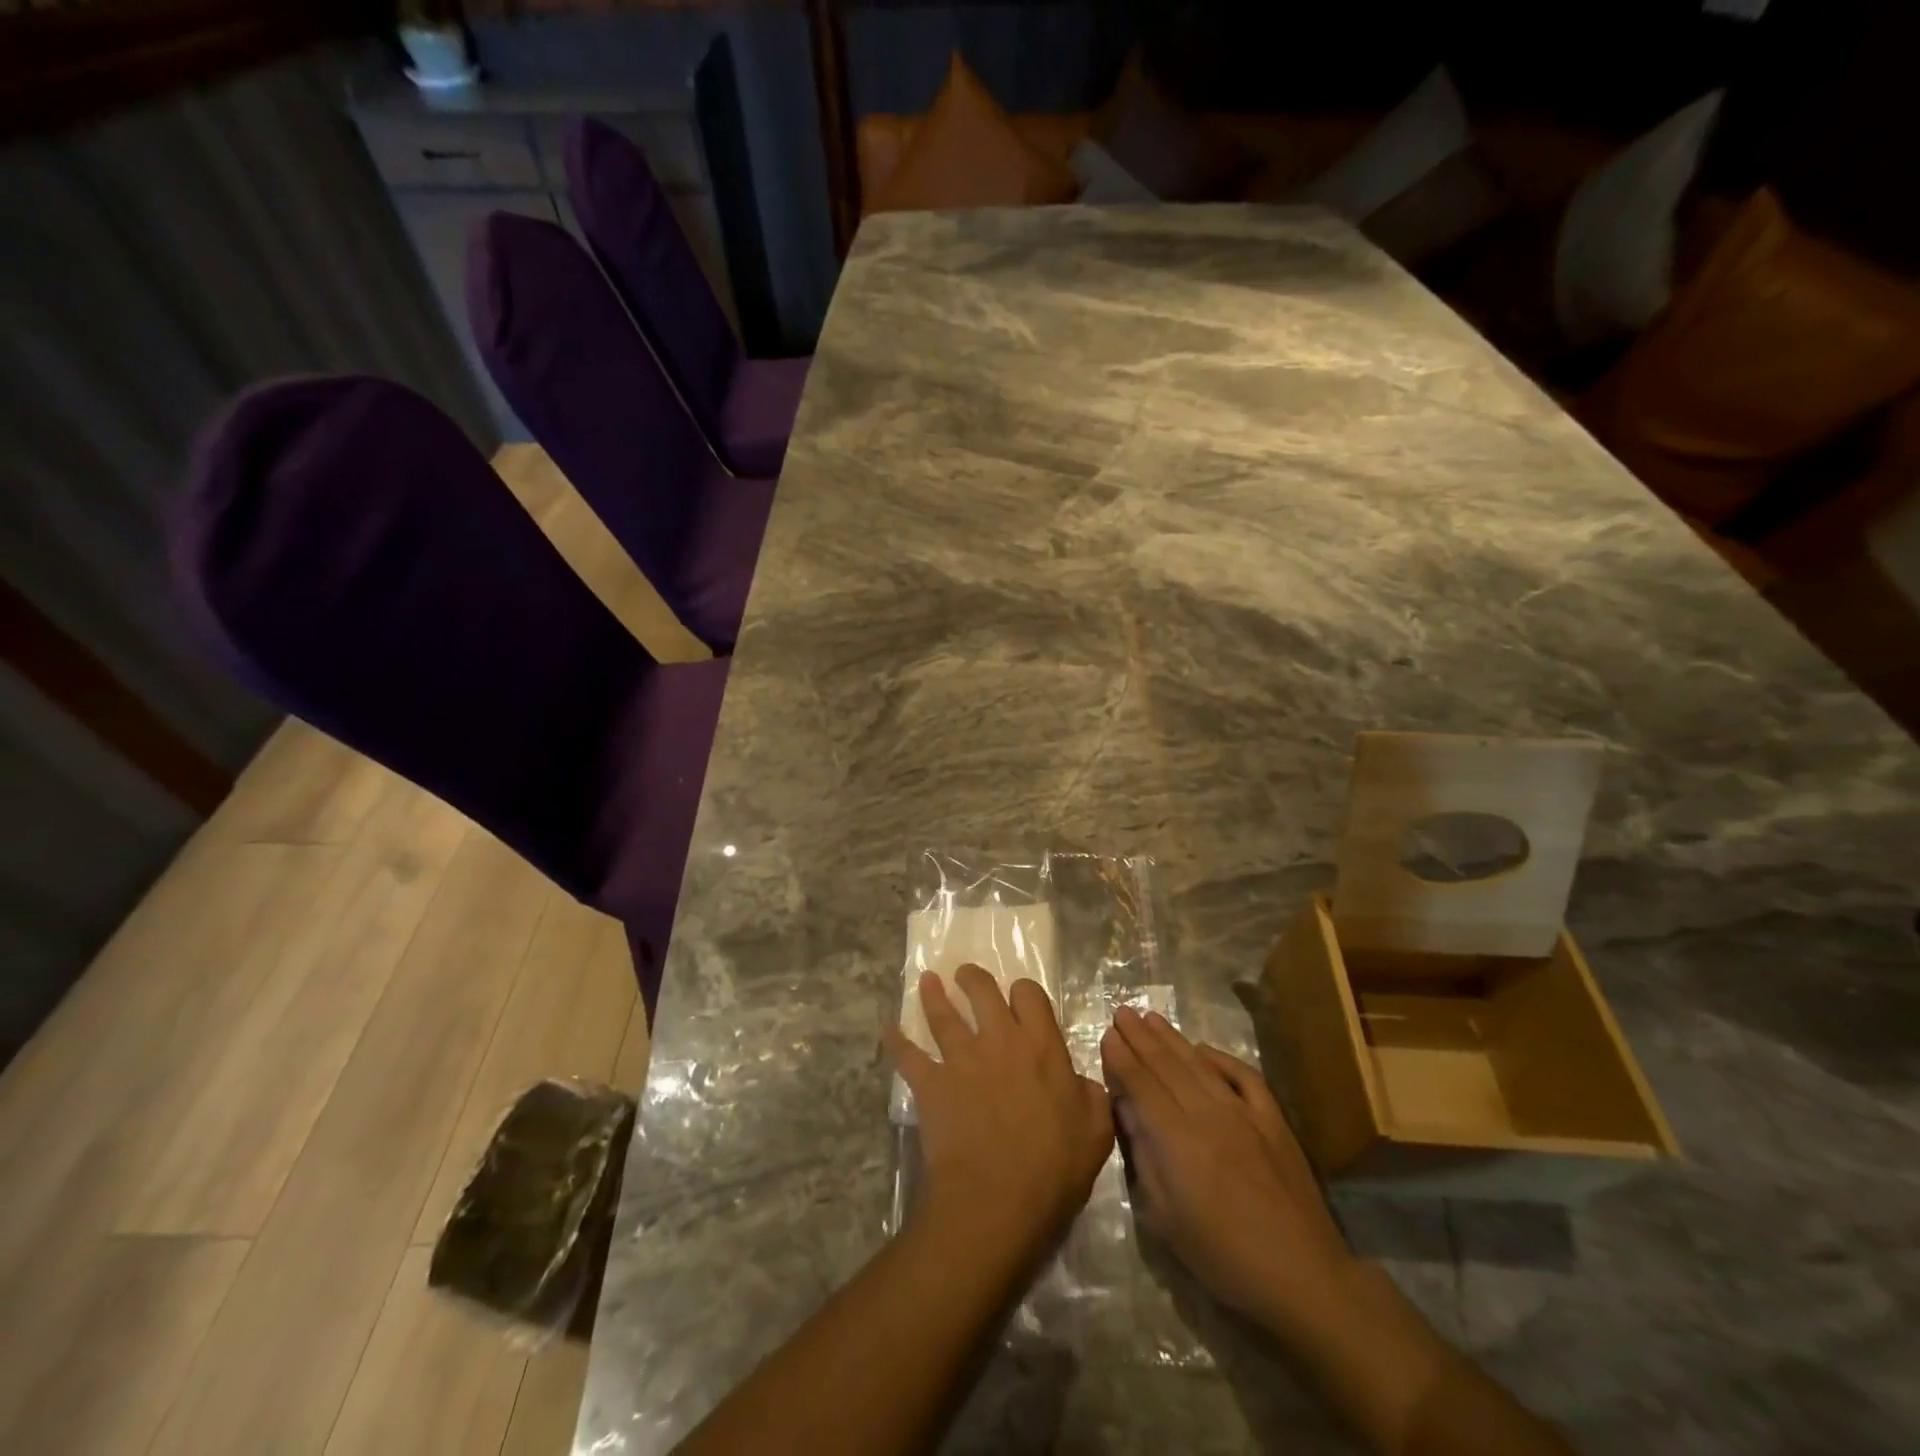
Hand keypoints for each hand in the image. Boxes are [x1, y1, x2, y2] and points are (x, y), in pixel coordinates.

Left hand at [887, 965, 1114, 1264]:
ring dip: (933, 995)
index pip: (1030, 996)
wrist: (996, 1200)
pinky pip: (908, 1056)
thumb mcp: (1096, 1132)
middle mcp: (999, 1041)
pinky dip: (896, 1042)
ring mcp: (961, 1059)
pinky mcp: (931, 1084)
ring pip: (943, 1015)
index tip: (1018, 998)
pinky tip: (888, 1031)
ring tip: (926, 981)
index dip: (1023, 992)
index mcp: (1041, 1047)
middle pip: (983, 992)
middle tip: (966, 975)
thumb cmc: (1053, 1170)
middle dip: (974, 979)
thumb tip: (1079, 1080)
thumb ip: (1091, 1095)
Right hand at [1100, 1007, 1352, 1332]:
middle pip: (1167, 1066)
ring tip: (1151, 1018)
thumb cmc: (1223, 1256)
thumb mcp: (1165, 1218)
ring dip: (1173, 1039)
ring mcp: (1244, 1113)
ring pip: (1200, 1065)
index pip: (1142, 1085)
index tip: (1107, 1035)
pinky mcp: (1273, 1121)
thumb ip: (1144, 1157)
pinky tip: (1205, 1049)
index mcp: (1177, 1139)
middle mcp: (1208, 1114)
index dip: (1122, 1058)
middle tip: (1122, 1012)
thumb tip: (1127, 1112)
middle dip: (1140, 1037)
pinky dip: (1222, 1058)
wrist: (1302, 1276)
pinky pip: (1244, 1077)